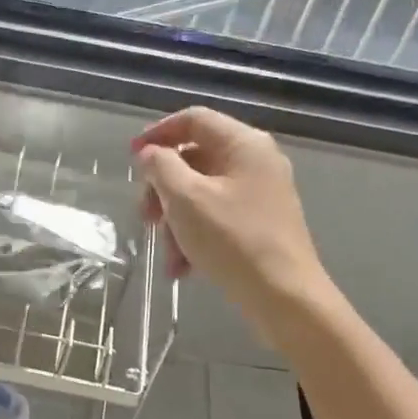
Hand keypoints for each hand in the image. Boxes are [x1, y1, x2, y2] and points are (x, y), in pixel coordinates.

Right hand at [133, 107, 332, 331]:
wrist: (286, 299)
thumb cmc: (233, 240)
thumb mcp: (185, 199)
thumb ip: (160, 166)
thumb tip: (150, 154)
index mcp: (244, 144)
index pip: (193, 119)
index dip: (157, 134)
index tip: (131, 159)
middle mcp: (256, 161)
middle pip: (194, 158)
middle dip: (163, 188)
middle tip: (145, 217)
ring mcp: (261, 193)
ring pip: (201, 192)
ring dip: (176, 220)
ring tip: (168, 254)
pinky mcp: (261, 223)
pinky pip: (217, 216)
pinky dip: (195, 235)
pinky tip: (182, 267)